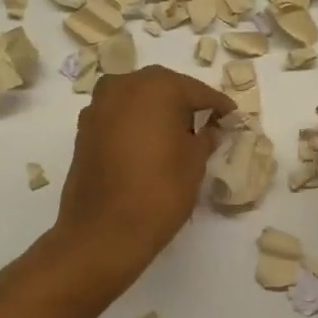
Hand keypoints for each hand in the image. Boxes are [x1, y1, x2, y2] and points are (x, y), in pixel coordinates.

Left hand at [54, 66, 235, 262]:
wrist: (103, 231)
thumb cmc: (159, 191)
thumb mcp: (195, 162)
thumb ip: (205, 137)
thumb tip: (208, 130)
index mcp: (157, 87)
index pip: (197, 91)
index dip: (218, 106)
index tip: (232, 117)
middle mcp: (124, 85)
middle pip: (164, 87)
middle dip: (185, 103)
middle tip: (206, 122)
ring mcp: (99, 106)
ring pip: (138, 99)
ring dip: (157, 111)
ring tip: (177, 134)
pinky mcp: (84, 129)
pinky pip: (119, 116)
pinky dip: (136, 124)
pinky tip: (150, 144)